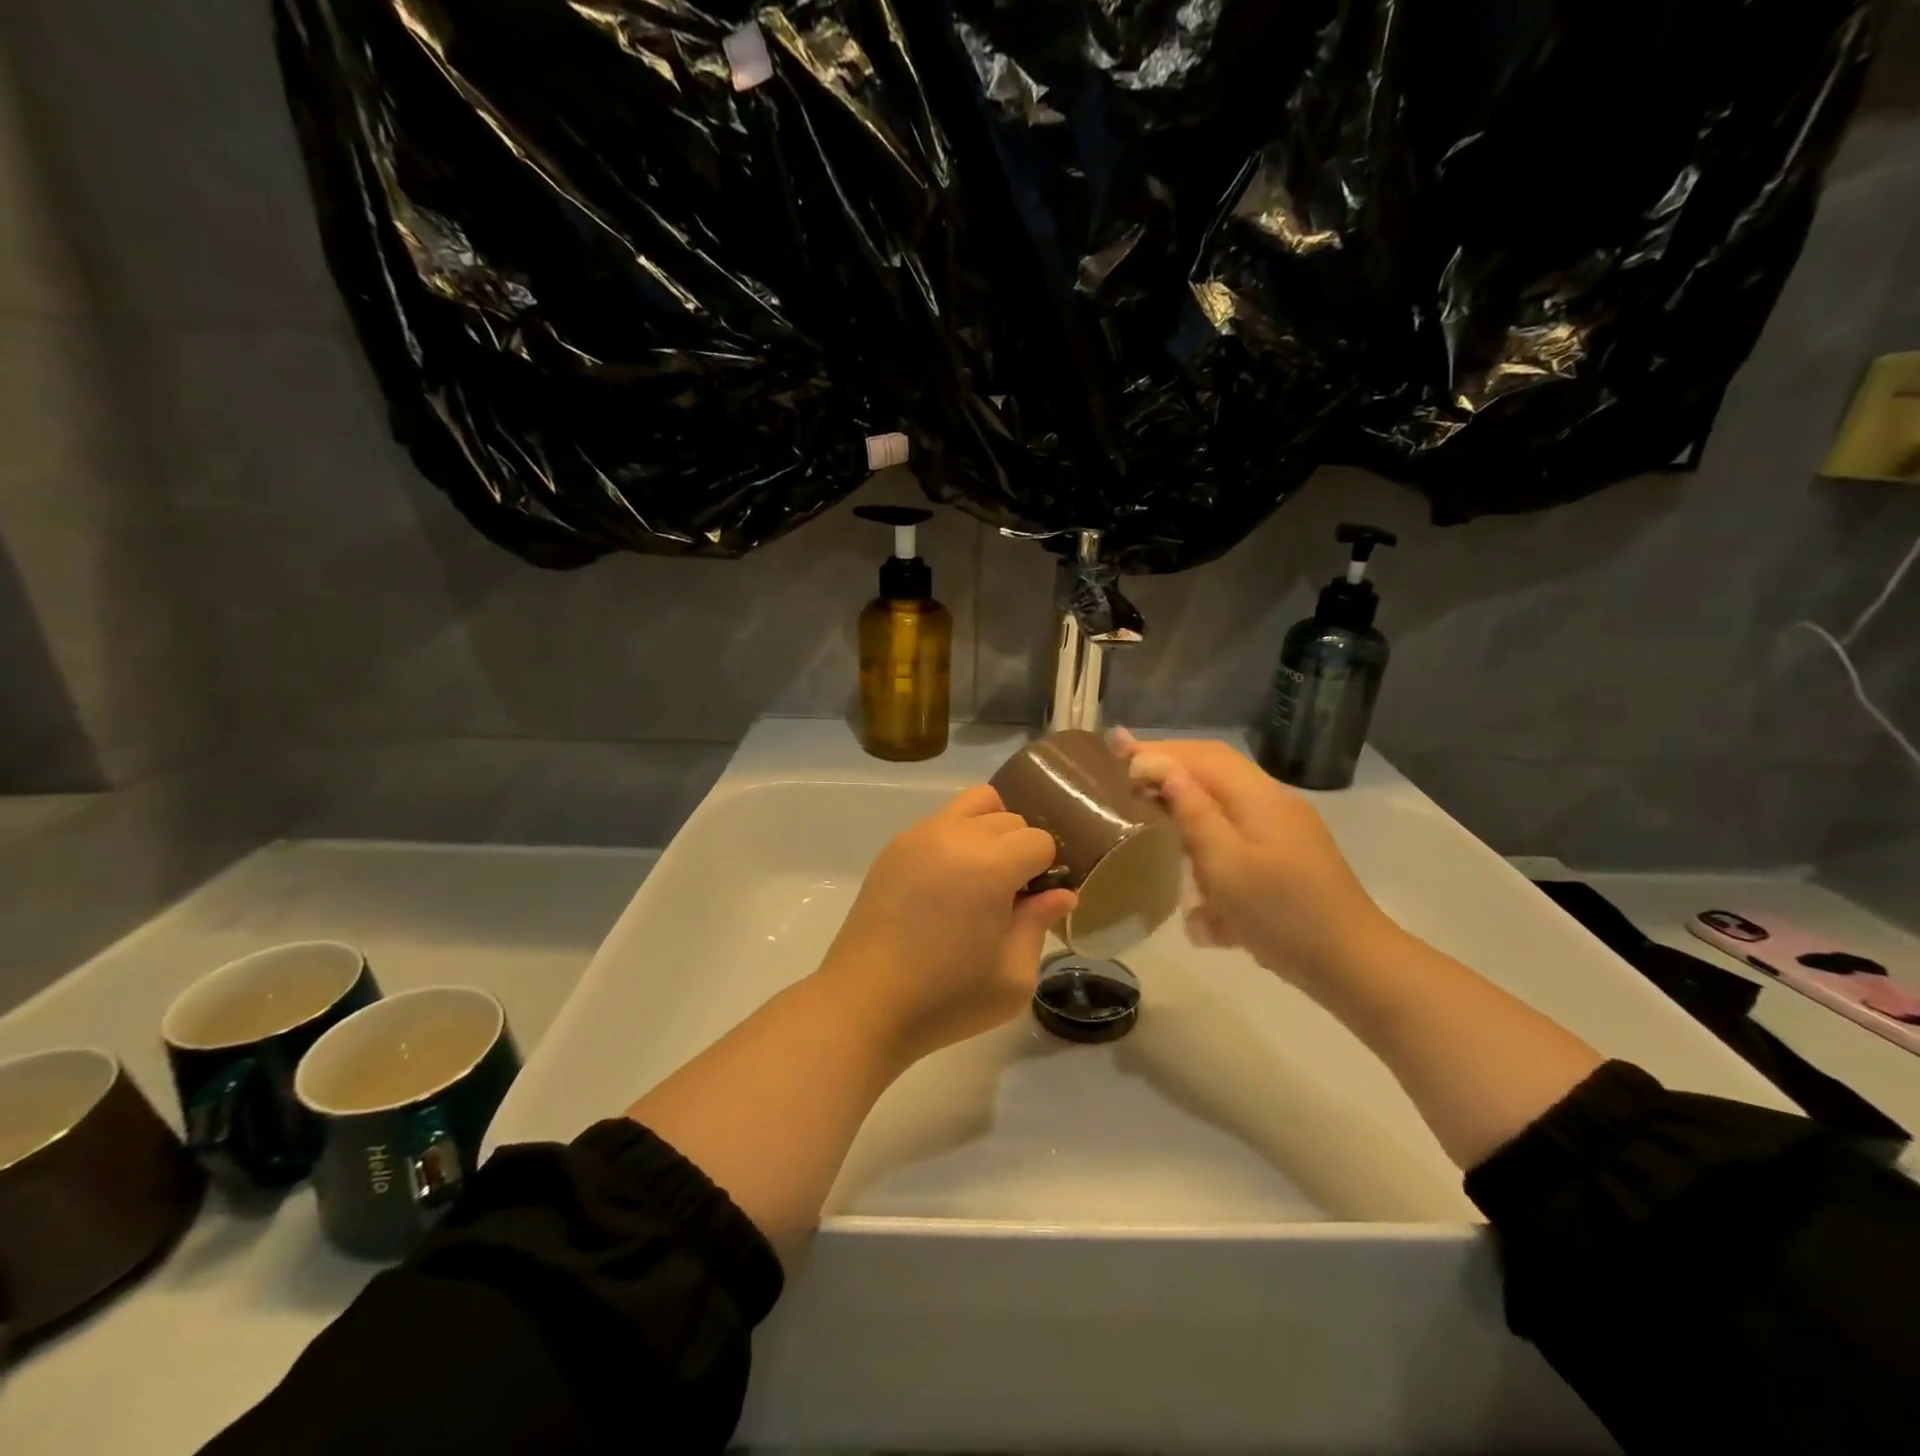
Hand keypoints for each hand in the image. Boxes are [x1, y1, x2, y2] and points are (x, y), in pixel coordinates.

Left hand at [817, 786, 1075, 1063]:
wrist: (865, 1004)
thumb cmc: (947, 999)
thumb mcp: (1013, 976)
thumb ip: (1039, 924)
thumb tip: (1061, 894)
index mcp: (990, 866)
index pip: (1039, 841)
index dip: (1046, 872)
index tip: (1034, 904)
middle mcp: (955, 836)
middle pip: (1010, 819)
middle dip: (1020, 851)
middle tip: (1009, 897)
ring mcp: (920, 835)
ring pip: (976, 804)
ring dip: (991, 832)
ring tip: (981, 877)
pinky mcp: (895, 846)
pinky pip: (942, 821)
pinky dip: (958, 837)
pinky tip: (948, 882)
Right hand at [1115, 735, 1393, 987]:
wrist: (1353, 965)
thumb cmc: (1281, 914)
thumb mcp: (1226, 864)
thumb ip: (1192, 812)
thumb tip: (1159, 767)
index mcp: (1259, 797)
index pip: (1202, 755)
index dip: (1158, 750)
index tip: (1115, 750)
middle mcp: (1274, 803)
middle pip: (1215, 770)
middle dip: (1170, 769)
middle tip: (1126, 776)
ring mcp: (1285, 831)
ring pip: (1226, 802)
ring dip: (1187, 802)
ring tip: (1150, 811)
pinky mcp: (1288, 858)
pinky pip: (1238, 834)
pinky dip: (1208, 839)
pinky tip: (1192, 868)